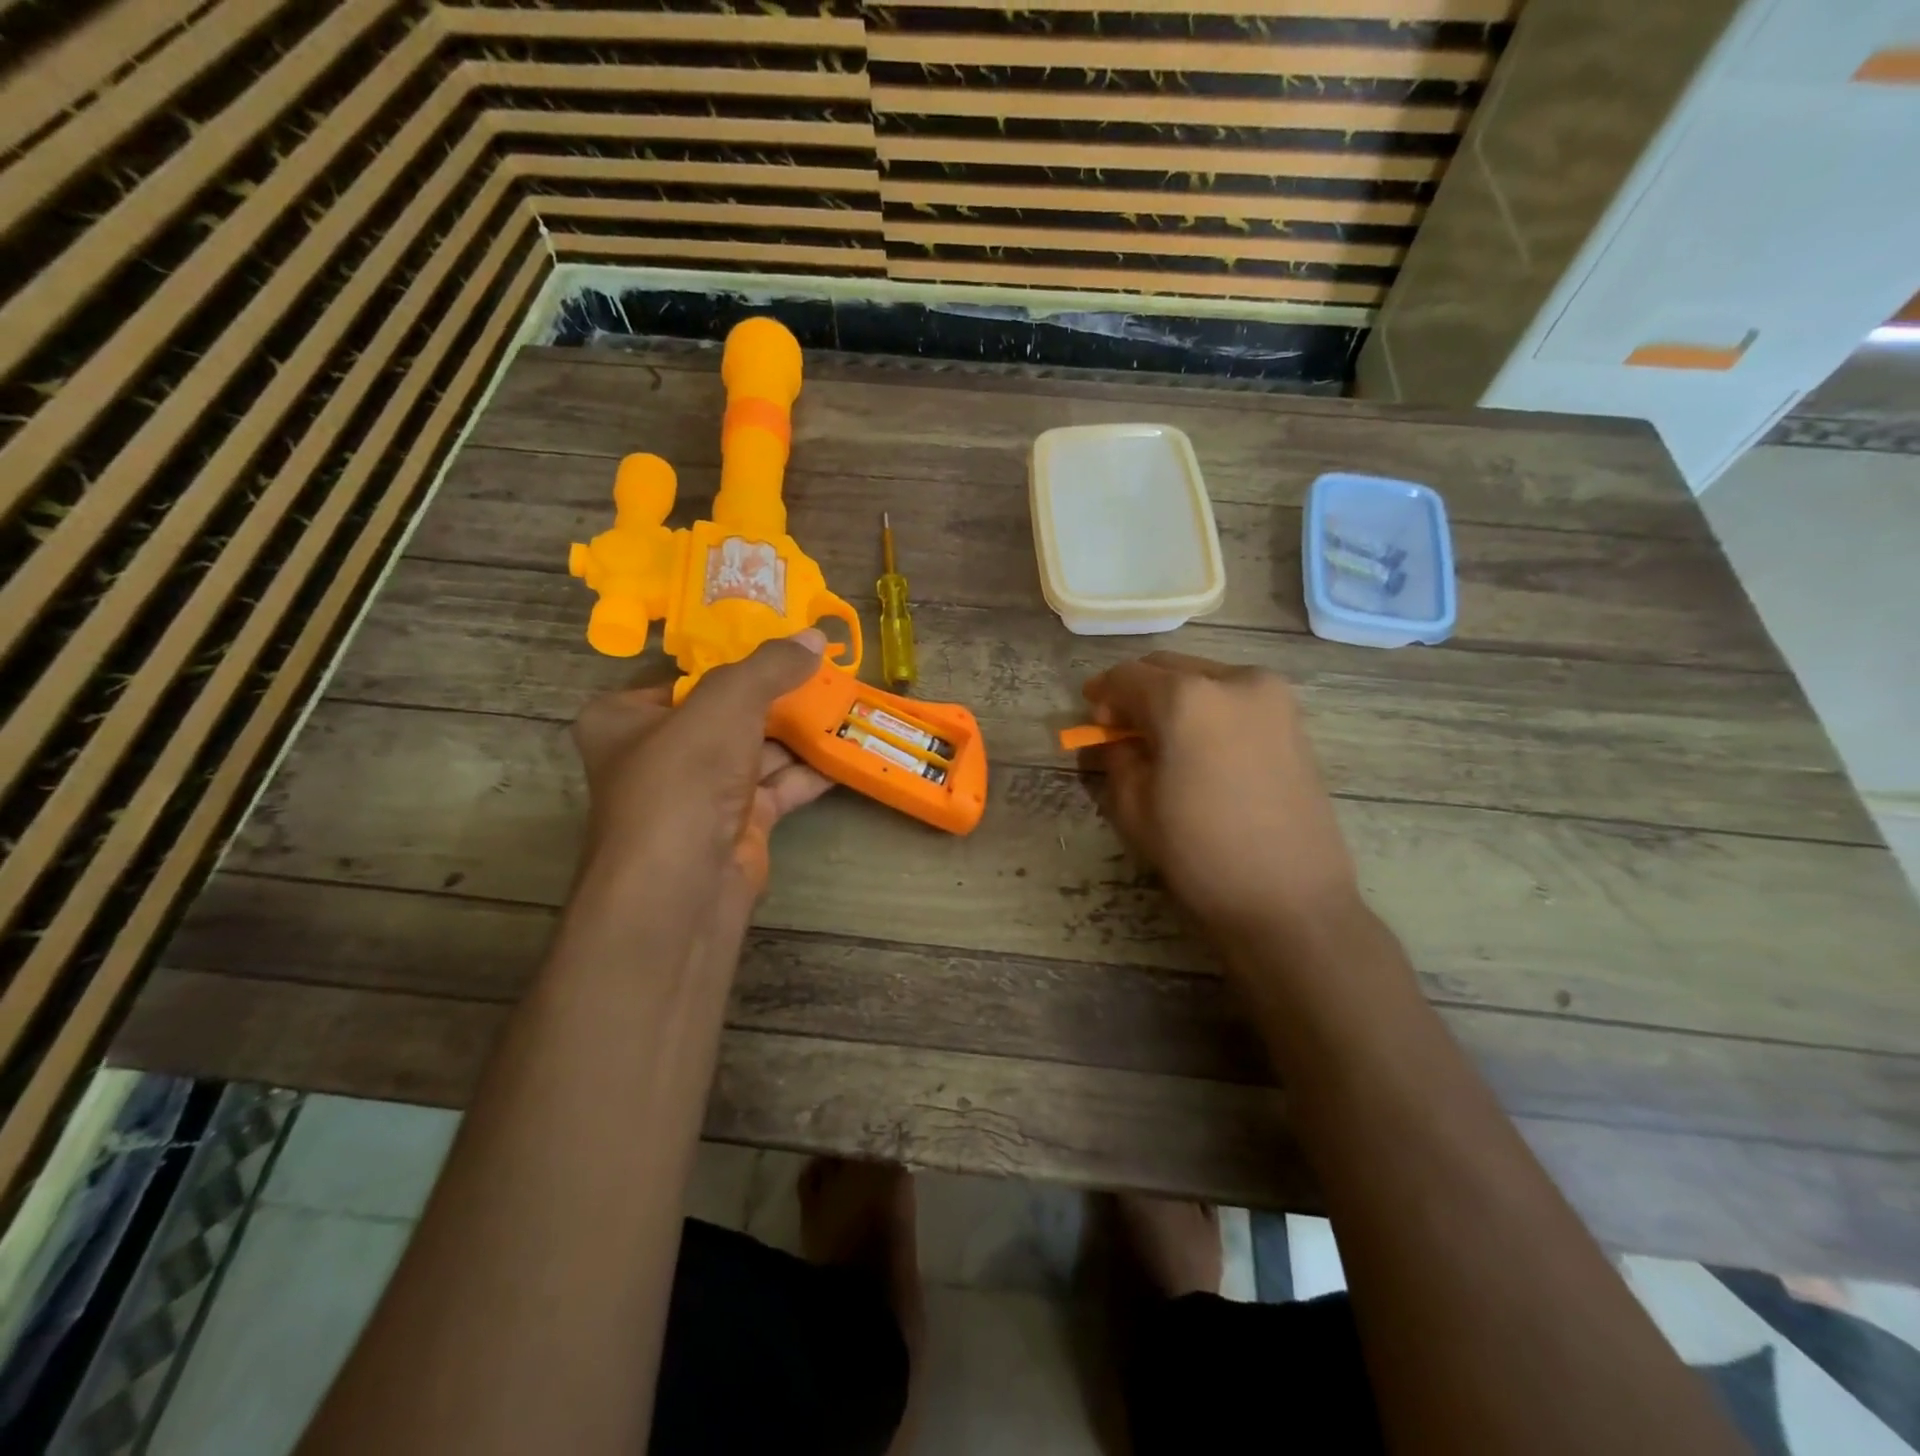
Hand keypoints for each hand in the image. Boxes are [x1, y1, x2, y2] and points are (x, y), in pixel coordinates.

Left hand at [571, 631, 832, 899]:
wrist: (683, 888)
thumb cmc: (683, 780)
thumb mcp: (725, 704)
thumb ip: (770, 667)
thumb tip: (815, 636)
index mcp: (626, 718)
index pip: (686, 676)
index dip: (736, 658)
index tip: (784, 641)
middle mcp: (660, 754)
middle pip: (728, 712)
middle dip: (779, 695)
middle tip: (826, 669)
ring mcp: (701, 793)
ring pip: (757, 750)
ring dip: (801, 732)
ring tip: (847, 702)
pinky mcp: (737, 824)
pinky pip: (778, 786)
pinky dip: (810, 770)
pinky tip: (846, 747)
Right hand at [1081, 652, 1360, 944]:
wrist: (1290, 898)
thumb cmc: (1201, 853)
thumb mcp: (1135, 807)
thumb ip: (1117, 757)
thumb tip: (1113, 739)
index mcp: (1186, 698)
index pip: (1127, 677)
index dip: (1101, 694)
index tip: (1091, 717)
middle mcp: (1232, 680)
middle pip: (1168, 668)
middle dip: (1138, 691)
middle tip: (1121, 728)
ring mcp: (1272, 696)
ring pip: (1204, 677)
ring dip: (1174, 696)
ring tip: (1163, 739)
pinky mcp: (1294, 718)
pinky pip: (1234, 696)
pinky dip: (1208, 707)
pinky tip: (1200, 745)